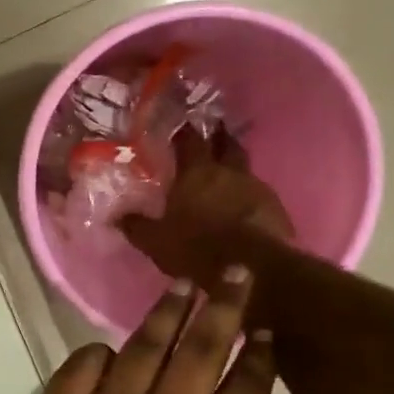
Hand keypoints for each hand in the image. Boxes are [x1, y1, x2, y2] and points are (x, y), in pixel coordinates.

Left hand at [0, 271, 275, 393]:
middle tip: (234, 272)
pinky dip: (99, 355)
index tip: (264, 330)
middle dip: (222, 308)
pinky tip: (111, 351)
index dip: (258, 357)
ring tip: (182, 286)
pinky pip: (80, 368)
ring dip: (166, 314)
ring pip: (141, 349)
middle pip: (199, 353)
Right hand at [122, 128, 294, 285]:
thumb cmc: (198, 248)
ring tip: (226, 174)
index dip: (184, 131)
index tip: (180, 125)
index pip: (190, 140)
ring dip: (235, 168)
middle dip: (219, 137)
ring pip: (245, 168)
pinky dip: (249, 195)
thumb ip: (136, 226)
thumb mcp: (156, 241)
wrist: (255, 268)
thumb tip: (117, 216)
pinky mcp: (276, 208)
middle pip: (226, 144)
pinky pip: (259, 194)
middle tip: (213, 133)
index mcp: (197, 172)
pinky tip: (243, 206)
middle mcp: (229, 172)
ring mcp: (257, 188)